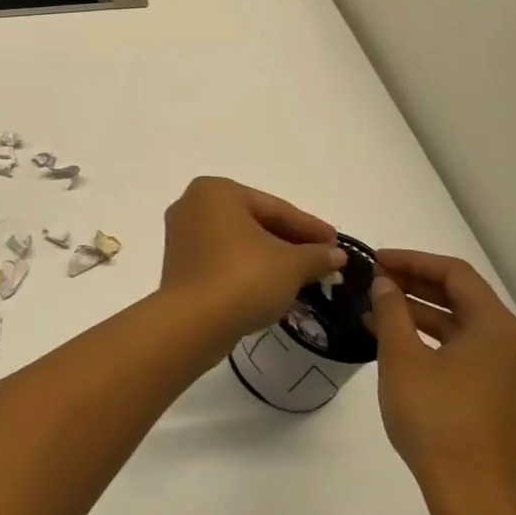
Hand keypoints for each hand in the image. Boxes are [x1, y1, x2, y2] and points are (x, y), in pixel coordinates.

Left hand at [159, 177, 347, 347]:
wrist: (193, 322)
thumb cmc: (244, 278)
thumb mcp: (292, 265)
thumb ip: (317, 255)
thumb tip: (335, 255)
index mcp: (216, 191)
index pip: (275, 208)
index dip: (310, 228)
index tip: (337, 243)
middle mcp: (192, 206)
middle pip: (255, 222)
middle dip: (291, 243)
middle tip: (324, 259)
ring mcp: (181, 236)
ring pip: (238, 243)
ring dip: (271, 258)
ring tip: (304, 275)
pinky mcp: (178, 265)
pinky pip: (222, 259)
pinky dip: (248, 269)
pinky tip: (272, 286)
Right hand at [370, 249, 515, 514]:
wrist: (473, 495)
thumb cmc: (436, 418)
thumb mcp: (402, 358)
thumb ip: (392, 312)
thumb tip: (386, 284)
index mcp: (496, 327)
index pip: (455, 274)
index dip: (412, 261)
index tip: (375, 260)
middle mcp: (512, 345)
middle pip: (463, 298)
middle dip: (416, 284)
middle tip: (374, 280)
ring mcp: (511, 374)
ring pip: (464, 327)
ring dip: (422, 313)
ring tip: (377, 310)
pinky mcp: (502, 398)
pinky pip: (467, 352)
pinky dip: (434, 340)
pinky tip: (400, 346)